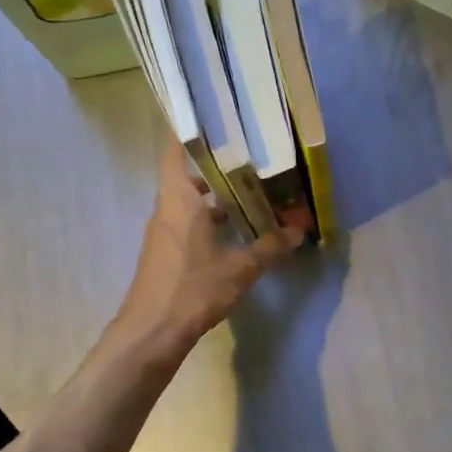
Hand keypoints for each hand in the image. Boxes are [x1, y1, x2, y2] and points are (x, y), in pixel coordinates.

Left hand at [113, 140, 303, 355]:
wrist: (152, 331)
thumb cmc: (193, 288)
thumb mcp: (240, 268)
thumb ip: (270, 247)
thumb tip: (298, 231)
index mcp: (179, 200)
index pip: (175, 152)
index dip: (188, 132)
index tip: (211, 120)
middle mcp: (167, 210)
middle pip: (187, 177)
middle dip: (216, 169)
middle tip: (250, 161)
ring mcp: (163, 233)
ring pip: (190, 203)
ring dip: (216, 198)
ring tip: (251, 194)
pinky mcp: (166, 253)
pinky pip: (189, 224)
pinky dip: (210, 221)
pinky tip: (237, 232)